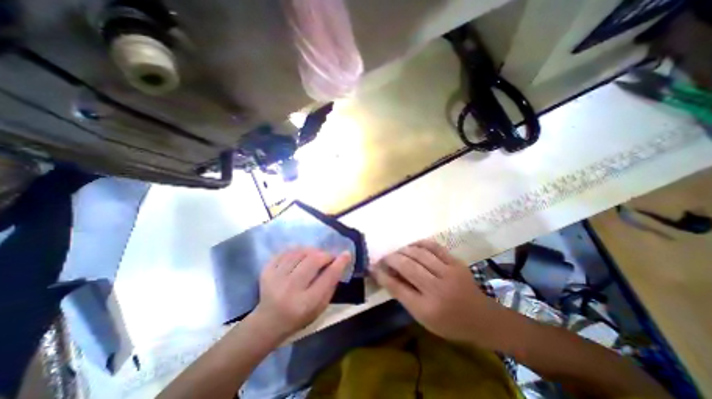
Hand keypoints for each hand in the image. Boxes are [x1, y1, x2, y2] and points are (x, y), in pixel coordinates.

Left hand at [251, 247, 349, 340]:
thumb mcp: (320, 308)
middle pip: (313, 261)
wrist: (268, 322)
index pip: (327, 277)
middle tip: (329, 257)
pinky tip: (301, 256)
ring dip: (312, 251)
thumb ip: (331, 286)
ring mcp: (275, 278)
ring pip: (300, 252)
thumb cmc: (299, 317)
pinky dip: (297, 251)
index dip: (339, 263)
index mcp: (306, 303)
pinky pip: (286, 252)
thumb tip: (339, 262)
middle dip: (325, 255)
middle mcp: (290, 289)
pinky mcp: (266, 271)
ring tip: (315, 256)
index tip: (346, 254)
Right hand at [370, 241, 501, 345]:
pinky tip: (412, 245)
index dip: (382, 275)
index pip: (397, 288)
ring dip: (403, 250)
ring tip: (397, 252)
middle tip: (383, 257)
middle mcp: (437, 289)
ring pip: (419, 254)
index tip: (372, 267)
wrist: (482, 318)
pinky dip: (420, 243)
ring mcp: (449, 273)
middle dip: (391, 259)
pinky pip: (434, 247)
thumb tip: (387, 275)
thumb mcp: (423, 317)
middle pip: (407, 267)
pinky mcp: (456, 263)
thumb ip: (404, 296)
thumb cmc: (449, 323)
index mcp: (427, 309)